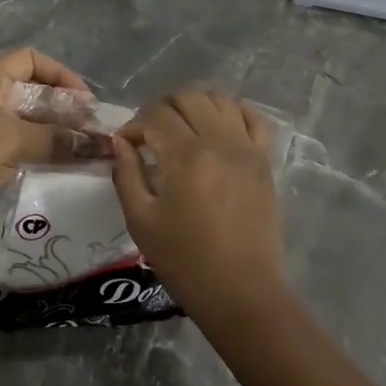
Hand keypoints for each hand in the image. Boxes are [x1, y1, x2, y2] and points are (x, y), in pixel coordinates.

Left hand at [0, 48, 91, 252]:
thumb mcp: (14, 142)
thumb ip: (59, 140)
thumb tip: (100, 144)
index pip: (30, 59)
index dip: (62, 75)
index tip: (87, 103)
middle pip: (27, 90)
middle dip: (61, 108)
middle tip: (89, 132)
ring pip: (19, 120)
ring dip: (49, 133)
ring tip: (79, 151)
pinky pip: (8, 145)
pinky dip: (32, 151)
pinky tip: (53, 167)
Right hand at [110, 87, 286, 318]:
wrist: (240, 290)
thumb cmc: (185, 261)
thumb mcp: (141, 221)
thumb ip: (126, 174)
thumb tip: (121, 142)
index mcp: (185, 156)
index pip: (155, 114)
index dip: (134, 124)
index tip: (127, 145)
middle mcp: (219, 142)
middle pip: (188, 96)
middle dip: (162, 107)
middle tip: (151, 133)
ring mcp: (247, 148)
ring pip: (220, 99)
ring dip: (195, 105)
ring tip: (182, 128)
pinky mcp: (264, 161)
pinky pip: (254, 118)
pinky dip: (233, 112)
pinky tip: (217, 127)